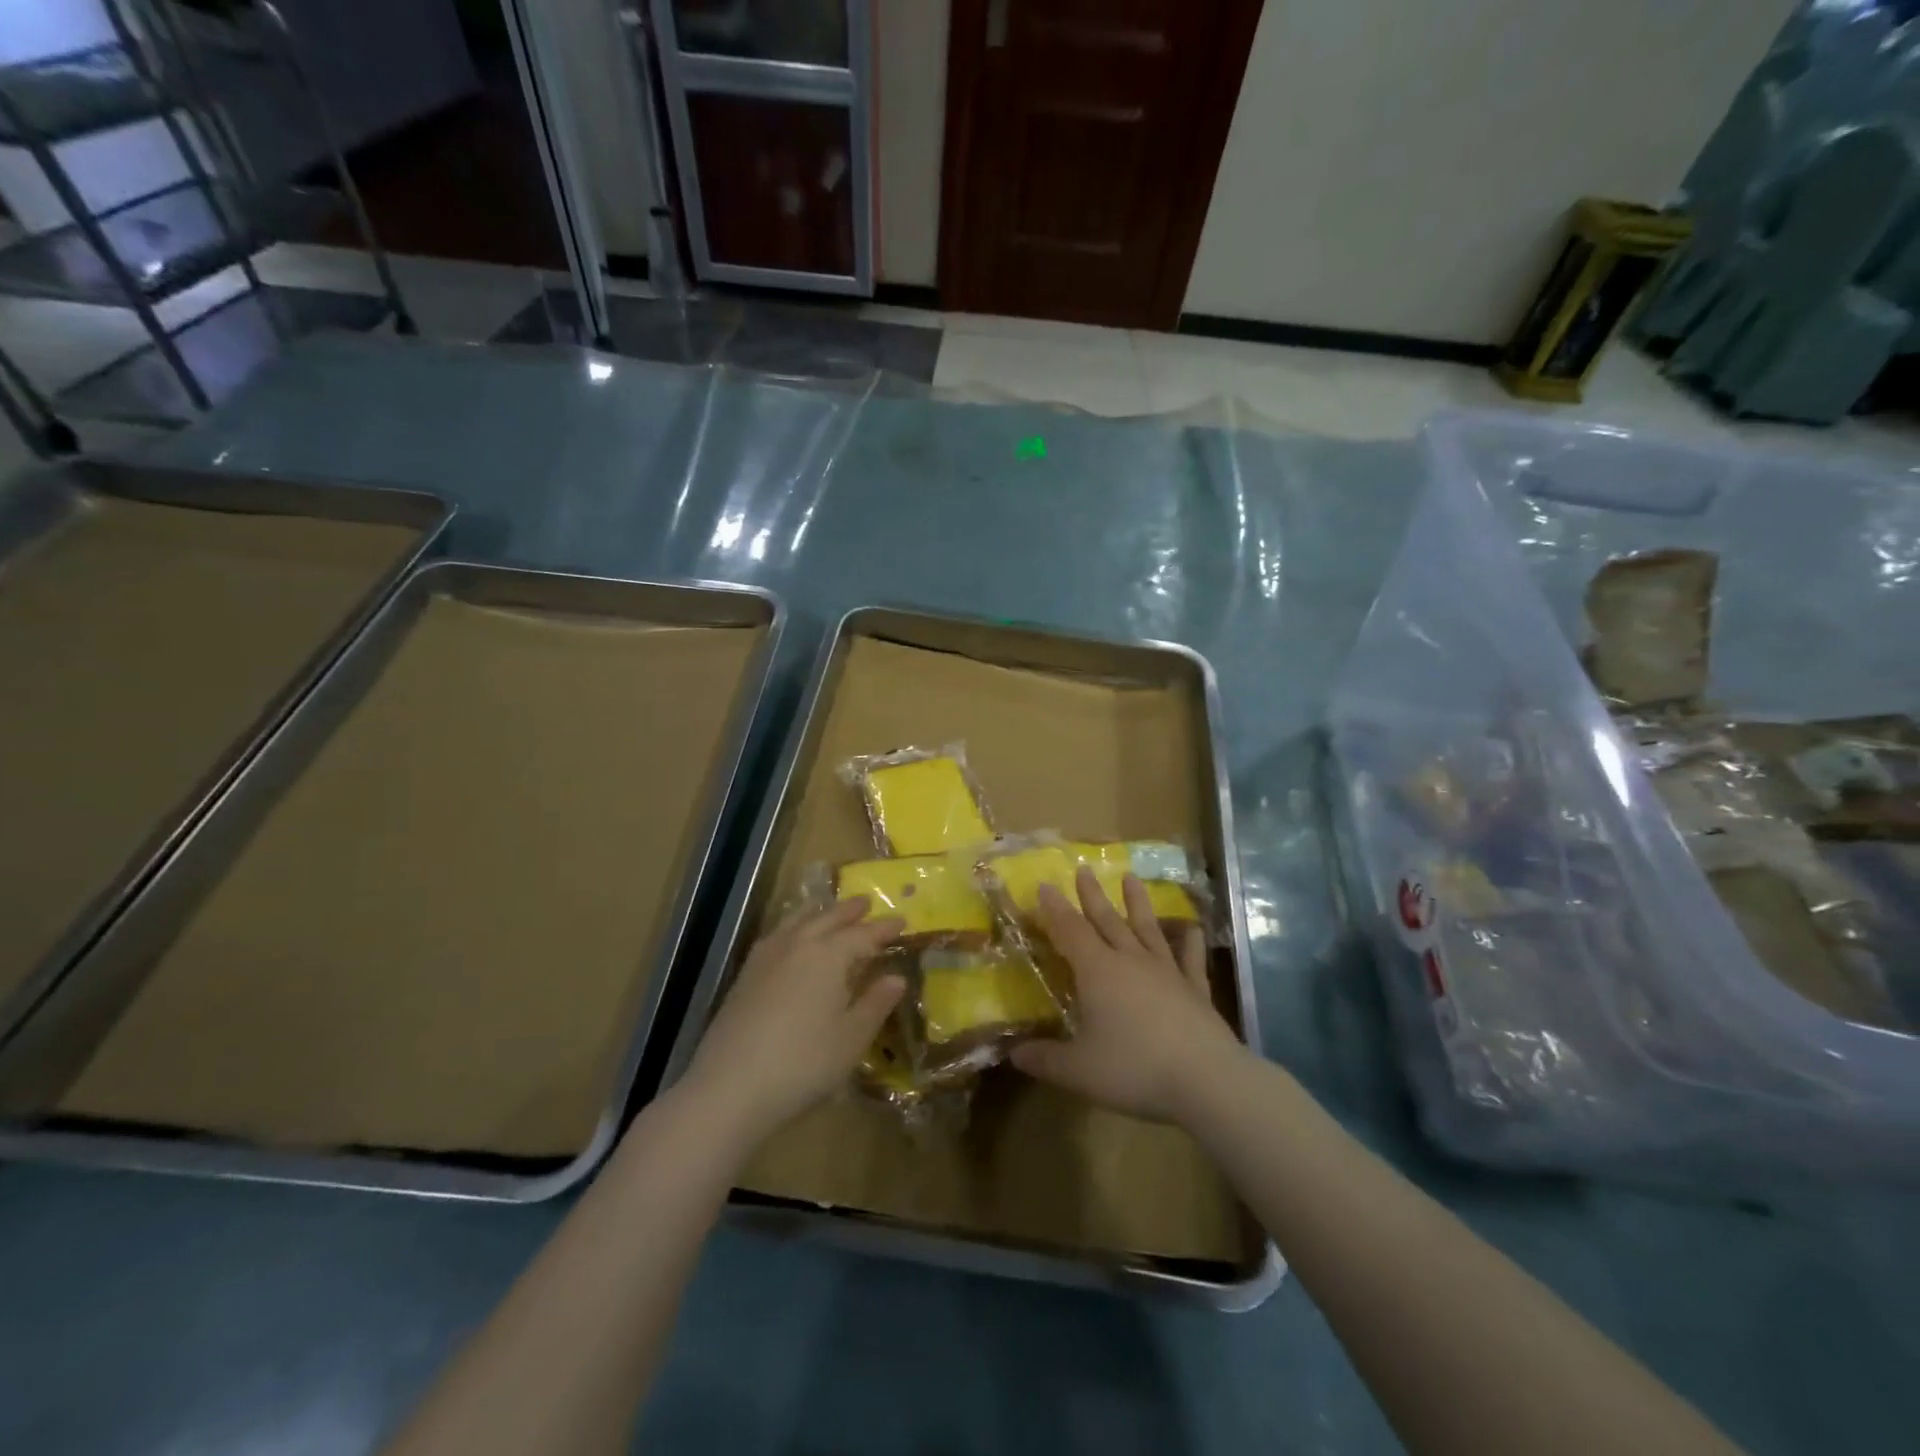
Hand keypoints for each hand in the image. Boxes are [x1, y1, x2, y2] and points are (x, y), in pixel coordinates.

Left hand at [679, 898, 904, 1149]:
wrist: (729, 1087)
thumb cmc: (803, 1063)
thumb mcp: (851, 1038)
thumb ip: (875, 1004)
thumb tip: (897, 978)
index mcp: (828, 955)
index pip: (863, 934)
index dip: (883, 929)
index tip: (902, 921)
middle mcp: (797, 945)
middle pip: (827, 919)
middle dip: (849, 911)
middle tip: (865, 902)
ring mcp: (766, 958)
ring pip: (796, 922)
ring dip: (817, 913)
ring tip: (826, 908)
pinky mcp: (744, 976)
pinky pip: (776, 936)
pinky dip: (792, 927)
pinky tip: (790, 939)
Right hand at [1011, 866, 1244, 1124]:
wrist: (1205, 1079)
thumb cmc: (1134, 1068)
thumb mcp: (1078, 1070)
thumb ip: (1044, 1059)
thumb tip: (1013, 1054)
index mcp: (1098, 971)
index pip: (1070, 931)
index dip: (1055, 909)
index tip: (1045, 884)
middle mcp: (1130, 961)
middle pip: (1107, 920)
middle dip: (1091, 895)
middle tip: (1083, 868)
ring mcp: (1167, 972)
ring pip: (1147, 929)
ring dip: (1137, 903)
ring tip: (1131, 877)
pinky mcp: (1195, 989)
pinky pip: (1190, 959)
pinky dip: (1189, 943)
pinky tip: (1193, 929)